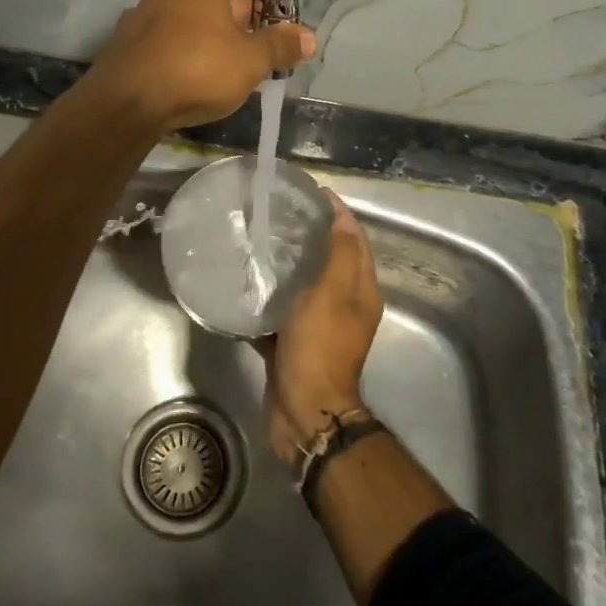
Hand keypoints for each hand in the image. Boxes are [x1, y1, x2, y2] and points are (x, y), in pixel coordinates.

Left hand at [89, 0, 316, 132]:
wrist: (126, 103)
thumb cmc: (197, 68)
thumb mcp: (251, 59)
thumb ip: (282, 45)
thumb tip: (310, 37)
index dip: (279, 0)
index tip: (291, 31)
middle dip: (254, 24)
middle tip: (273, 56)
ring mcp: (149, 9)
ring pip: (202, 19)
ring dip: (226, 40)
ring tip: (243, 72)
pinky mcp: (134, 39)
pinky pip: (178, 38)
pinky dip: (196, 52)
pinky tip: (204, 80)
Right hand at [262, 194, 382, 466]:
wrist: (303, 411)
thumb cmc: (320, 346)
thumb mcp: (334, 293)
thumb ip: (340, 254)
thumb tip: (340, 218)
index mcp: (360, 292)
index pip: (354, 240)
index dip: (338, 214)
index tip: (311, 193)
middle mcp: (345, 307)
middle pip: (331, 261)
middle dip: (311, 236)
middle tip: (280, 215)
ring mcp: (319, 327)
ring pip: (305, 286)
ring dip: (287, 266)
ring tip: (260, 242)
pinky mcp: (294, 344)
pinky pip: (282, 313)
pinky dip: (268, 298)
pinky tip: (245, 285)